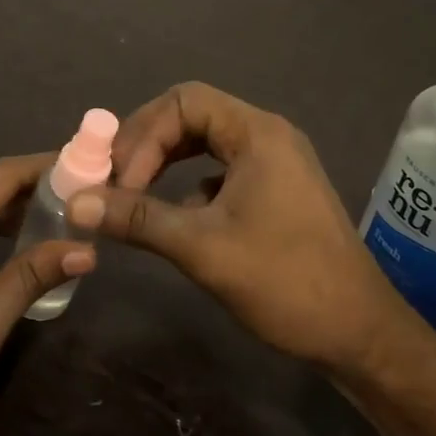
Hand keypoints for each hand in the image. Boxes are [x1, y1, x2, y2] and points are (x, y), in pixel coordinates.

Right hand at [70, 82, 415, 373]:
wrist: (359, 333)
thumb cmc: (285, 281)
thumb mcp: (203, 248)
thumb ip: (139, 219)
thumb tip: (76, 203)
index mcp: (257, 133)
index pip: (184, 102)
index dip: (144, 135)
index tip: (120, 182)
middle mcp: (268, 135)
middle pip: (193, 115)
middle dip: (149, 144)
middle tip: (114, 180)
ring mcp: (275, 163)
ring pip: (206, 142)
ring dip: (166, 162)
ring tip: (133, 193)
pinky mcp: (276, 190)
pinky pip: (221, 169)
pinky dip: (189, 183)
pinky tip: (174, 217)